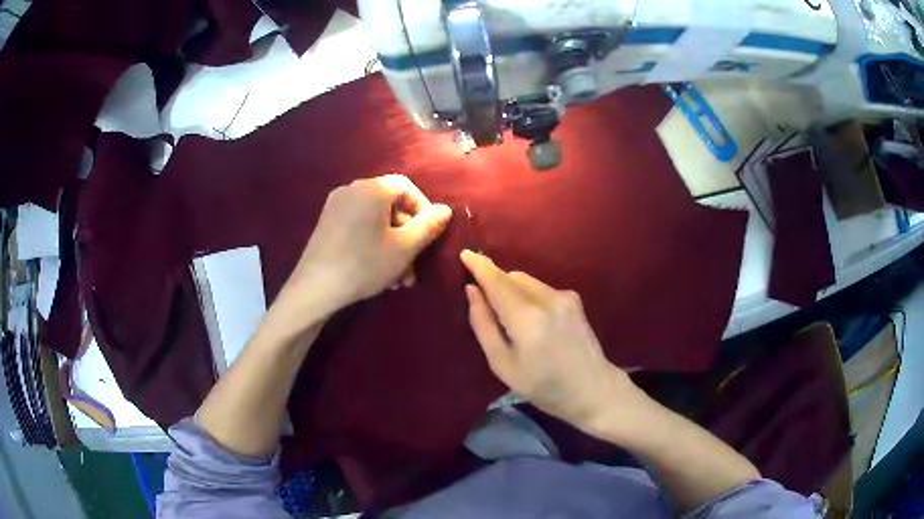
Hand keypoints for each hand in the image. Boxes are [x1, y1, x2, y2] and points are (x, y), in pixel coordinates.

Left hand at [282, 175, 451, 316]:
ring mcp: (336, 206)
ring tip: (399, 278)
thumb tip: (446, 209)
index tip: (430, 237)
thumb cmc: (364, 264)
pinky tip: (379, 272)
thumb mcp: (404, 247)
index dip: (424, 210)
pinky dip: (373, 243)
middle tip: (415, 266)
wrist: (315, 288)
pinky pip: (359, 225)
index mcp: (373, 189)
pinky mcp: (327, 223)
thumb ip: (429, 226)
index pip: (407, 187)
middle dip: (408, 236)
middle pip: (391, 205)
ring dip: (393, 245)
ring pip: (376, 220)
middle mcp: (353, 189)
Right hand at [460, 249, 638, 433]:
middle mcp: (547, 298)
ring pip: (527, 281)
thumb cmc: (543, 386)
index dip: (479, 265)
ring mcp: (565, 296)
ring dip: (513, 291)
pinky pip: (542, 289)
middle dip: (496, 284)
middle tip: (488, 308)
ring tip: (515, 322)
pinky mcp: (575, 299)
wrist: (592, 389)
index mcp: (526, 317)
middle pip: (512, 277)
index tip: (464, 254)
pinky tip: (537, 324)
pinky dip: (530, 297)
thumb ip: (483, 324)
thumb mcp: (503, 364)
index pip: (496, 280)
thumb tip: (472, 291)